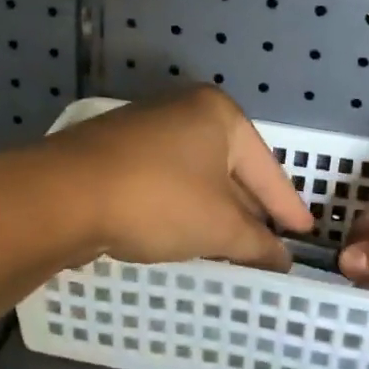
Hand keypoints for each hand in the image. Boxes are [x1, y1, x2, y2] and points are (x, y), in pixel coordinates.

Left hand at [46, 87, 314, 270]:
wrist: (62, 195)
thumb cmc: (158, 199)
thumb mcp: (218, 226)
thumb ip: (257, 243)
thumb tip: (282, 258)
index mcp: (218, 114)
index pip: (267, 168)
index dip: (288, 206)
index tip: (305, 234)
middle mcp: (184, 110)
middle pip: (232, 167)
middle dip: (250, 209)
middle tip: (270, 244)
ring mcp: (147, 127)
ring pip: (197, 175)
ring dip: (215, 210)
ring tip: (232, 244)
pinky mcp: (117, 150)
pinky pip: (167, 179)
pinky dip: (183, 206)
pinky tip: (184, 232)